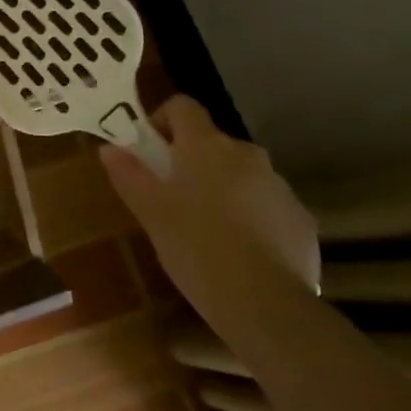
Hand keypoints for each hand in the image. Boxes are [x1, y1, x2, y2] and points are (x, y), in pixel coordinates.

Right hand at [100, 96, 320, 293]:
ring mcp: (279, 185)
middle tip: (174, 197)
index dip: (164, 119)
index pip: (183, 106)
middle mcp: (246, 154)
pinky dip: (253, 216)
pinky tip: (242, 252)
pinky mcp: (301, 218)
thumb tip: (109, 148)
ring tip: (209, 229)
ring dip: (224, 188)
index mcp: (205, 146)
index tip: (151, 150)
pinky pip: (268, 204)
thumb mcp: (151, 212)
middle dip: (193, 161)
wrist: (266, 305)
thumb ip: (129, 174)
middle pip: (213, 142)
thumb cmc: (196, 248)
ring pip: (242, 174)